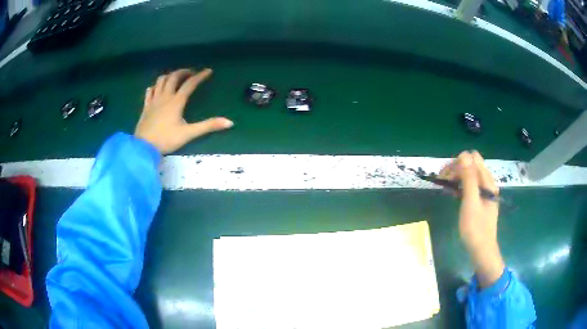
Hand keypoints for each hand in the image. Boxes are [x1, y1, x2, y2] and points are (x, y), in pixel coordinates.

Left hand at [135, 68, 233, 154]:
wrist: (144, 147)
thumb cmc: (166, 140)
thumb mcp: (189, 134)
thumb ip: (208, 126)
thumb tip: (229, 122)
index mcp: (176, 101)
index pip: (190, 84)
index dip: (200, 76)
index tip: (208, 71)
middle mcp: (165, 96)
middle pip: (174, 77)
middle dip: (183, 72)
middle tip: (191, 73)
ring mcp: (153, 100)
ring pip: (161, 80)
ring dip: (169, 76)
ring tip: (175, 78)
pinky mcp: (146, 106)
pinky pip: (149, 91)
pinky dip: (155, 86)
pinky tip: (157, 88)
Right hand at [439, 151, 504, 287]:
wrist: (481, 249)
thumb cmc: (475, 228)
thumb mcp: (471, 202)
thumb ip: (469, 178)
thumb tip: (464, 154)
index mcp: (487, 181)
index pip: (473, 159)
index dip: (458, 163)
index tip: (446, 176)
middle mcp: (487, 183)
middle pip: (471, 165)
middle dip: (456, 169)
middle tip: (441, 181)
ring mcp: (484, 191)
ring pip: (469, 175)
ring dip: (457, 176)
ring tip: (445, 186)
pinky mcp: (480, 199)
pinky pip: (470, 185)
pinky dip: (460, 185)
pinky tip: (453, 192)